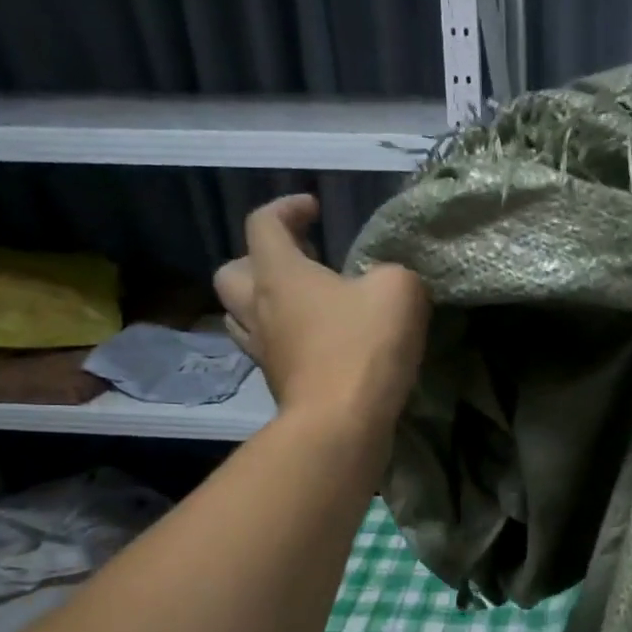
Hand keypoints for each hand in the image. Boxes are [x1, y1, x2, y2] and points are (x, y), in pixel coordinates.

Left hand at [214, 195, 429, 424]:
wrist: (342, 423)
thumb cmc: (363, 347)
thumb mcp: (399, 290)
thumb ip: (393, 273)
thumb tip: (385, 282)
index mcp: (280, 273)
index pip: (264, 223)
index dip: (287, 208)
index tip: (315, 209)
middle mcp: (259, 308)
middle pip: (233, 271)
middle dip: (260, 259)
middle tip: (299, 262)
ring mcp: (263, 350)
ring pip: (242, 314)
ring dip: (266, 301)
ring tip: (304, 303)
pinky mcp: (278, 383)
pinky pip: (268, 349)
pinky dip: (285, 338)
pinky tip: (319, 342)